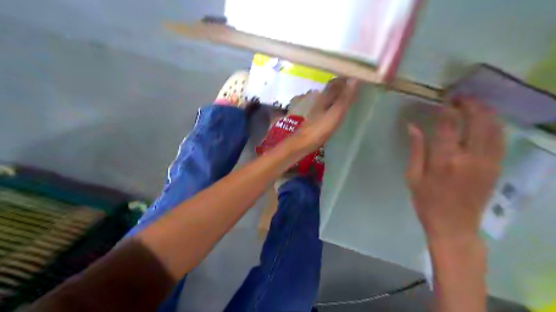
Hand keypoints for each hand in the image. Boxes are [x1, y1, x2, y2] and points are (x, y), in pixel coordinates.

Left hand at [295, 79, 360, 150]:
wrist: (303, 143)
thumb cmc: (320, 128)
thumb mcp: (336, 113)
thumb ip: (345, 98)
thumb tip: (355, 79)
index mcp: (324, 97)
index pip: (336, 82)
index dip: (345, 78)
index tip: (357, 75)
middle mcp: (320, 100)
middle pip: (332, 89)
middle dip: (342, 85)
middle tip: (355, 85)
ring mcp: (317, 109)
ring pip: (329, 98)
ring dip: (338, 95)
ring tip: (349, 96)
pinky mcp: (316, 118)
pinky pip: (327, 107)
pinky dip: (334, 104)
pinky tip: (338, 110)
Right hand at [407, 98, 506, 242]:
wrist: (454, 227)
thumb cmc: (427, 203)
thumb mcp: (413, 177)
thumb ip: (415, 149)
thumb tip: (412, 126)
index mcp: (444, 160)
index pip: (449, 125)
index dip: (448, 109)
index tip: (444, 100)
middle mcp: (469, 158)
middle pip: (477, 121)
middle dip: (471, 105)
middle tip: (462, 98)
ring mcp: (487, 163)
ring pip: (493, 129)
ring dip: (486, 113)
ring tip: (476, 105)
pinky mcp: (495, 169)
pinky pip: (500, 141)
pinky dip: (495, 127)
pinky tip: (487, 122)